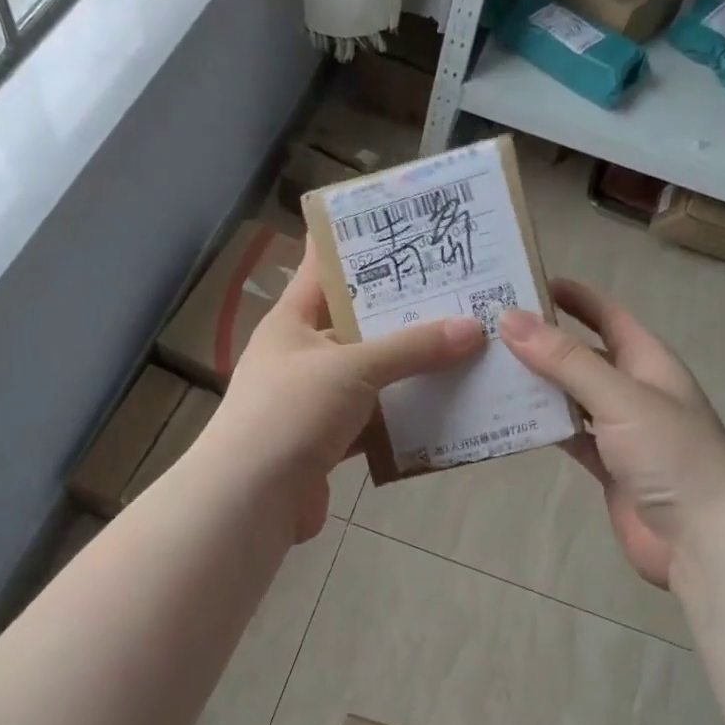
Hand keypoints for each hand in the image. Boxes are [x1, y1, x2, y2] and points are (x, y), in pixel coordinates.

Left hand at [199, 241, 486, 541]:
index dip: (357, 243)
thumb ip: (411, 348)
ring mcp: (314, 402)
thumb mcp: (352, 368)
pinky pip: (374, 421)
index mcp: (292, 322)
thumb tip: (473, 328)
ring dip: (410, 369)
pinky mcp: (328, 442)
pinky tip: (445, 408)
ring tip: (465, 345)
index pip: (323, 267)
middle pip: (358, 324)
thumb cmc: (291, 412)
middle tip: (459, 289)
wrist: (251, 500)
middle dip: (404, 312)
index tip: (404, 224)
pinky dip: (403, 417)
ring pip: (371, 376)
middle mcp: (302, 356)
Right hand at [499, 279, 724, 587]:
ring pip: (571, 396)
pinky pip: (568, 435)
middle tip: (490, 329)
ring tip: (488, 370)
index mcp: (649, 362)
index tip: (527, 281)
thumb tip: (510, 318)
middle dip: (544, 341)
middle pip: (583, 354)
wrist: (701, 539)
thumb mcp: (619, 397)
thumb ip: (565, 360)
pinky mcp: (607, 465)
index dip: (574, 296)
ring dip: (537, 384)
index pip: (608, 315)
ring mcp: (621, 430)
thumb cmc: (670, 455)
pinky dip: (542, 426)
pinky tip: (508, 419)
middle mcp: (634, 389)